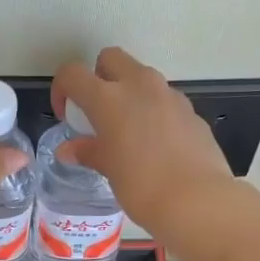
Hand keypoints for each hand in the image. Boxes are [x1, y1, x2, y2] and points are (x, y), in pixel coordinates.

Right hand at [51, 47, 235, 236]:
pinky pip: (165, 101)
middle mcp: (140, 85)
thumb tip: (69, 149)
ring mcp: (170, 96)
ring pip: (142, 78)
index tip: (67, 116)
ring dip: (129, 94)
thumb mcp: (108, 169)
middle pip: (112, 59)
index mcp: (109, 98)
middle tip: (97, 112)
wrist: (197, 201)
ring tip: (128, 131)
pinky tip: (156, 146)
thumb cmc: (141, 186)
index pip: (73, 74)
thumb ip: (88, 151)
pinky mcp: (191, 112)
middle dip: (99, 77)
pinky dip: (154, 112)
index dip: (62, 90)